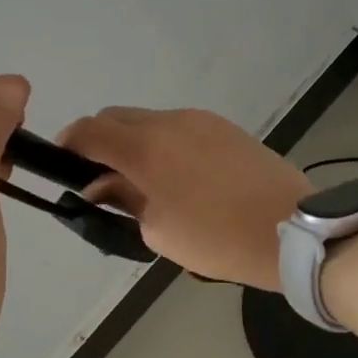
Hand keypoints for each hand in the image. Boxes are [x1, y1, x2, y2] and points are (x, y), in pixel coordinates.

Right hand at [57, 107, 311, 288]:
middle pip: (116, 118)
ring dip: (134, 143)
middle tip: (103, 181)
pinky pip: (179, 127)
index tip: (64, 168)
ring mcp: (202, 120)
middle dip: (100, 143)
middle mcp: (170, 121)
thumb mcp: (159, 230)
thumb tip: (101, 184)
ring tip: (144, 183)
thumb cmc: (218, 239)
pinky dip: (164, 144)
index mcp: (146, 147)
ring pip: (149, 121)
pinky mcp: (226, 128)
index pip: (89, 131)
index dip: (68, 146)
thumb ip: (123, 199)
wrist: (293, 230)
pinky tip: (179, 177)